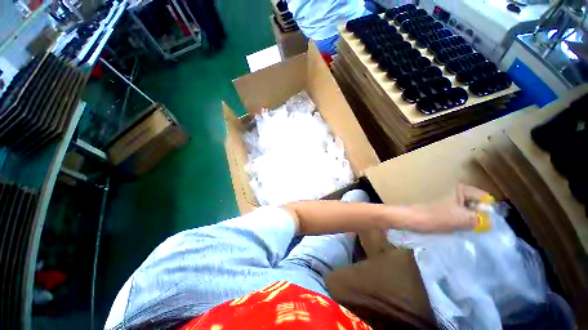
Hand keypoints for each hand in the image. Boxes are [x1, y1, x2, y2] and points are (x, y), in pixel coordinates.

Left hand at [405, 184, 490, 232]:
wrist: (411, 218)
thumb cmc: (436, 216)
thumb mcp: (462, 219)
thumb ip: (480, 219)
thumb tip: (491, 222)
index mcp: (460, 188)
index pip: (484, 198)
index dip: (487, 211)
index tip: (487, 223)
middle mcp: (454, 190)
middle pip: (475, 204)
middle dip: (478, 216)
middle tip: (477, 228)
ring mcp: (447, 198)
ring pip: (466, 209)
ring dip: (468, 219)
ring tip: (465, 228)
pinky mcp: (441, 206)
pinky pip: (457, 213)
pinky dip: (459, 220)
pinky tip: (457, 227)